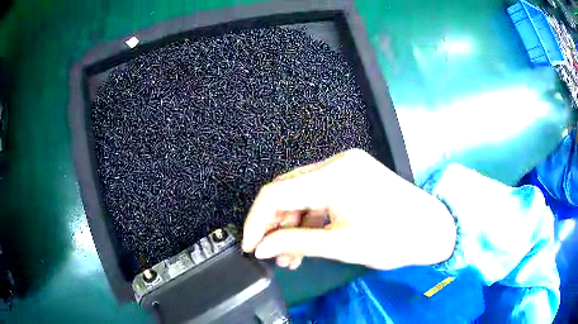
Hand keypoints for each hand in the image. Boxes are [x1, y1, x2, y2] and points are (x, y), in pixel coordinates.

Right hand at [242, 149, 456, 269]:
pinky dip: (309, 218)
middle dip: (274, 224)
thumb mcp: (342, 245)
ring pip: (301, 194)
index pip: (276, 193)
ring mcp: (346, 167)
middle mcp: (337, 163)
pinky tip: (307, 240)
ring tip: (290, 255)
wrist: (434, 228)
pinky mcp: (352, 176)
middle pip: (287, 191)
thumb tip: (262, 248)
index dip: (256, 221)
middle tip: (272, 253)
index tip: (250, 246)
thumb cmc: (395, 239)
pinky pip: (318, 195)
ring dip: (291, 224)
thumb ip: (296, 243)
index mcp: (335, 176)